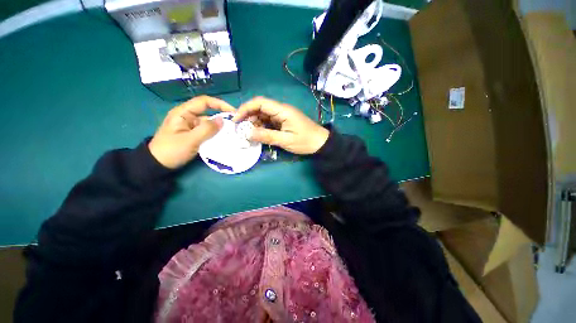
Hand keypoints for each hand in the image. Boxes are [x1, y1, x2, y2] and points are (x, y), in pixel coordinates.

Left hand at [149, 96, 234, 168]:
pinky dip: (215, 134)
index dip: (219, 104)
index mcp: (183, 113)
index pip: (204, 102)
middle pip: (208, 112)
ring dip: (220, 127)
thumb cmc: (171, 150)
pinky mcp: (193, 134)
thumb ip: (207, 130)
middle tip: (236, 124)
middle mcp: (188, 117)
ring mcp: (191, 126)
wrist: (158, 164)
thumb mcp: (190, 140)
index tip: (233, 112)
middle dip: (222, 116)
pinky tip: (224, 138)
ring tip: (233, 133)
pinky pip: (207, 131)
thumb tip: (223, 120)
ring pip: (209, 123)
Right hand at [233, 97, 328, 154]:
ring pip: (263, 115)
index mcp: (282, 110)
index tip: (236, 119)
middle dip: (248, 117)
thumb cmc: (305, 141)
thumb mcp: (286, 140)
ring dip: (254, 123)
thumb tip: (248, 133)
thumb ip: (267, 136)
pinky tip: (258, 134)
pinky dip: (261, 127)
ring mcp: (282, 116)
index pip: (260, 102)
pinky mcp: (283, 121)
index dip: (245, 108)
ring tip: (249, 134)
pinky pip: (268, 121)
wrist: (320, 143)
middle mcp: (281, 110)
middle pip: (259, 108)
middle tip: (241, 130)